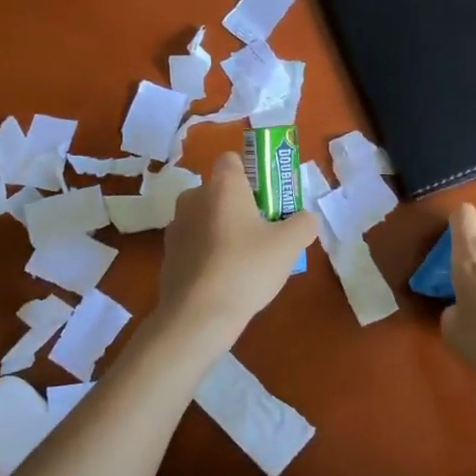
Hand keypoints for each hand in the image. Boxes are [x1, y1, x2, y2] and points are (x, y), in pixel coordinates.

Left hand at [156, 152, 317, 344]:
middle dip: (241, 205)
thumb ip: (304, 223)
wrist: (197, 316)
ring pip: (207, 217)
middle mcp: (193, 197)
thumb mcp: (290, 245)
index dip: (252, 173)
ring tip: (246, 260)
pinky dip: (209, 252)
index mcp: (222, 185)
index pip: (233, 159)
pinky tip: (225, 278)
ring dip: (224, 229)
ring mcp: (176, 226)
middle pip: (221, 190)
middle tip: (265, 231)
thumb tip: (307, 218)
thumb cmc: (246, 268)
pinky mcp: (168, 254)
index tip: (269, 197)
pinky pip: (195, 242)